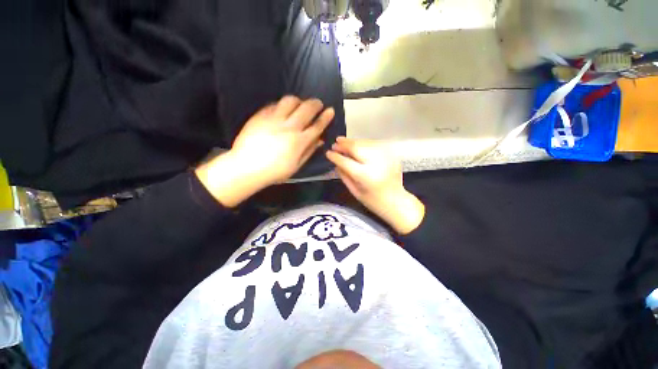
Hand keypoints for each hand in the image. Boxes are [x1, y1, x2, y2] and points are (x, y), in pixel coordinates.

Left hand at [232, 96, 334, 185]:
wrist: (246, 167)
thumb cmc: (274, 171)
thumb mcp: (296, 166)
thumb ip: (309, 151)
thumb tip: (320, 140)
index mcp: (299, 141)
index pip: (317, 126)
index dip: (325, 117)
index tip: (330, 110)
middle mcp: (289, 127)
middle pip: (307, 109)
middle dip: (316, 104)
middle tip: (318, 104)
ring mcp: (274, 119)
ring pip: (291, 101)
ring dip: (299, 101)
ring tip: (300, 105)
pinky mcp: (261, 115)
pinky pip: (275, 104)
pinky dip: (283, 105)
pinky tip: (283, 109)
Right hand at [326, 137, 424, 234]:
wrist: (396, 201)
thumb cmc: (373, 201)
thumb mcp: (354, 191)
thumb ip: (344, 175)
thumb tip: (336, 162)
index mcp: (365, 176)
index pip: (346, 162)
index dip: (335, 156)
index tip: (328, 153)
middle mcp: (376, 163)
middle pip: (356, 147)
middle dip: (344, 144)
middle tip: (335, 143)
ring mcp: (386, 157)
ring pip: (365, 143)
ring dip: (353, 142)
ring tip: (343, 141)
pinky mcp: (391, 155)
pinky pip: (374, 144)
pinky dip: (364, 144)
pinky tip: (358, 146)